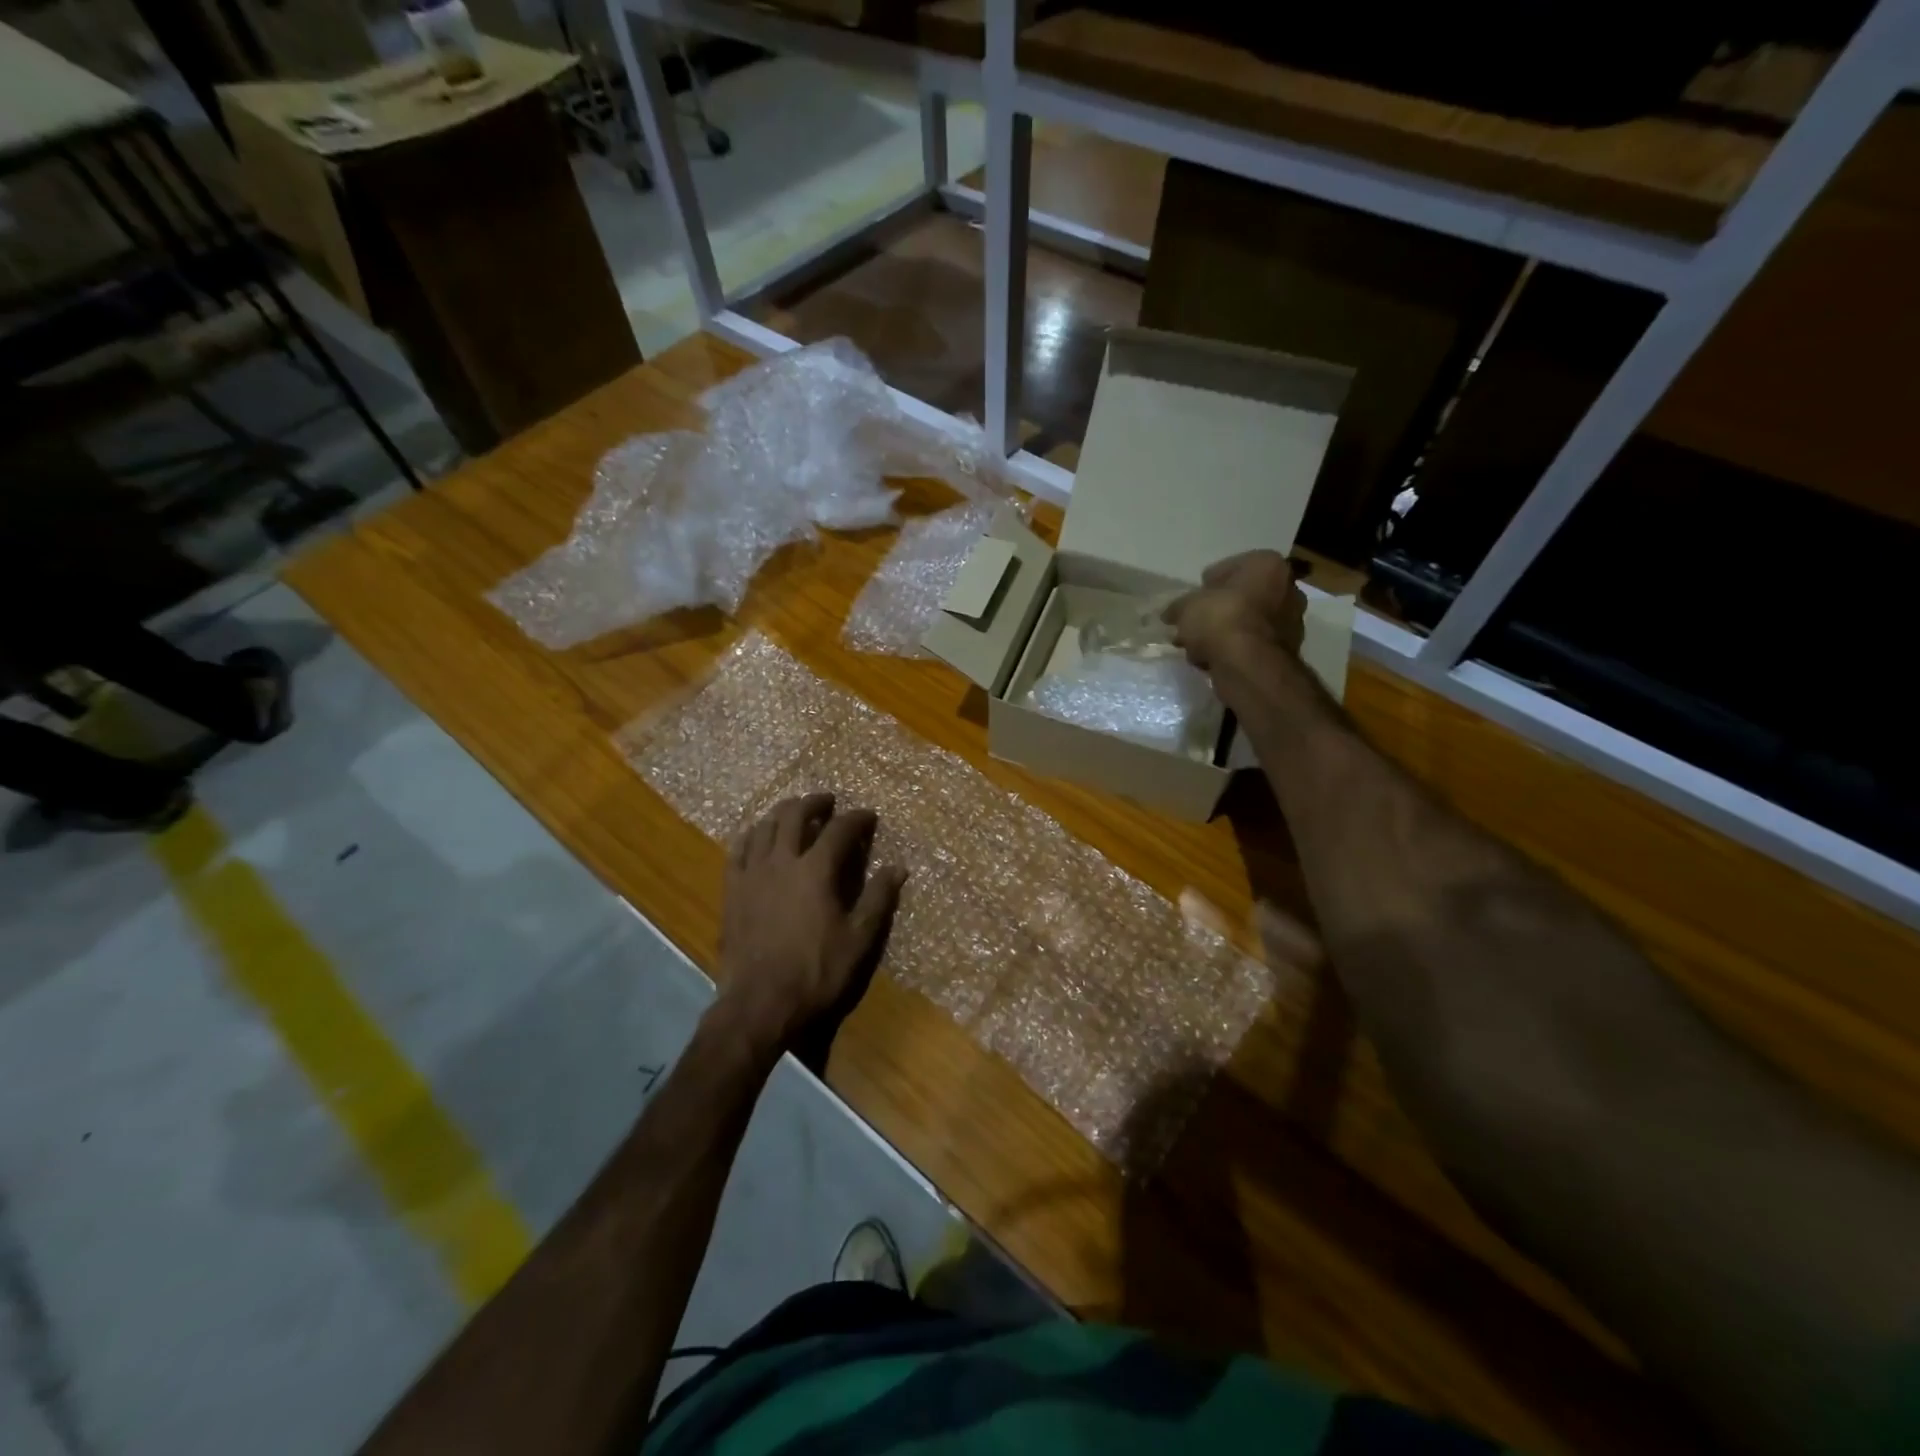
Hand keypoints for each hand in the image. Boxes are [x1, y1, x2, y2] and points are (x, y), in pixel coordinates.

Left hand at [714, 793, 907, 1053]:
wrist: (760, 1003)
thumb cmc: (816, 971)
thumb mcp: (859, 939)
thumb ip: (879, 899)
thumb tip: (898, 868)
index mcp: (816, 870)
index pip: (840, 830)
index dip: (857, 818)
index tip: (869, 815)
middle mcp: (782, 861)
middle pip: (795, 815)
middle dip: (814, 803)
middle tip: (828, 801)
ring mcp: (752, 873)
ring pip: (765, 826)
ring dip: (782, 812)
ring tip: (794, 811)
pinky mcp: (732, 890)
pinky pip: (738, 850)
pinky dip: (751, 835)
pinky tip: (756, 835)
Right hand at [1162, 551, 1304, 671]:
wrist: (1249, 664)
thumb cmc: (1221, 619)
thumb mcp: (1186, 607)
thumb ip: (1178, 607)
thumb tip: (1172, 614)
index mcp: (1267, 564)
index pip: (1230, 567)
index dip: (1206, 585)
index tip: (1191, 601)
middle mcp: (1287, 587)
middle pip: (1243, 596)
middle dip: (1218, 610)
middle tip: (1194, 625)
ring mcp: (1291, 620)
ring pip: (1247, 622)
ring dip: (1224, 633)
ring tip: (1197, 648)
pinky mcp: (1287, 650)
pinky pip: (1252, 644)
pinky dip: (1235, 650)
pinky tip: (1212, 660)